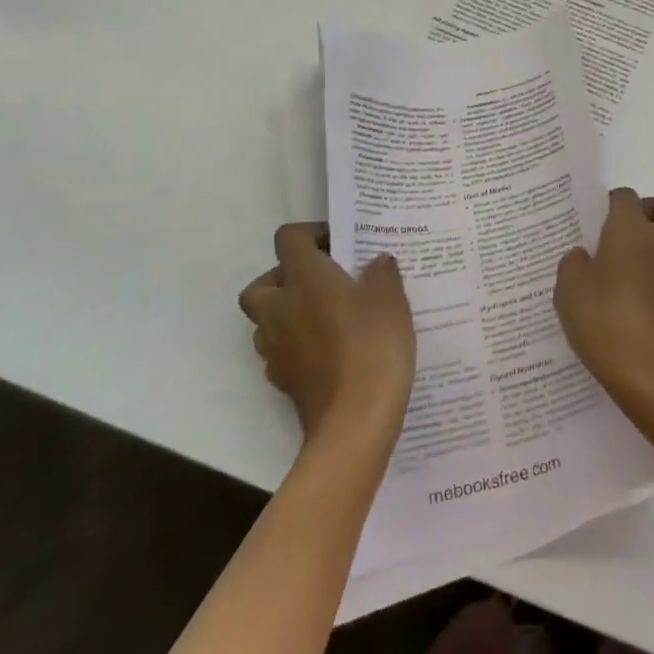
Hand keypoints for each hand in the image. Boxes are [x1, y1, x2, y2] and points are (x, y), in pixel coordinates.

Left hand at [239, 223, 414, 446]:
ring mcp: (275, 348)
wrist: (356, 420)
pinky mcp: (282, 380)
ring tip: (327, 315)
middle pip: (261, 284)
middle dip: (285, 278)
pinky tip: (328, 350)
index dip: (311, 233)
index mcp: (305, 278)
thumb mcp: (391, 298)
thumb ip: (382, 272)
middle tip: (322, 281)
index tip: (340, 244)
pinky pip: (279, 351)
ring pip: (265, 320)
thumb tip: (376, 262)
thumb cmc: (373, 344)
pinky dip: (295, 344)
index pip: (289, 238)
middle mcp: (280, 308)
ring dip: (287, 312)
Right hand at [555, 188, 653, 407]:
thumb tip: (584, 256)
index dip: (614, 203)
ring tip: (629, 274)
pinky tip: (634, 306)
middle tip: (635, 230)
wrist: (653, 374)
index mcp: (632, 230)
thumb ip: (573, 265)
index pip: (628, 197)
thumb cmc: (606, 320)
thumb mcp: (570, 290)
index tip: (599, 220)